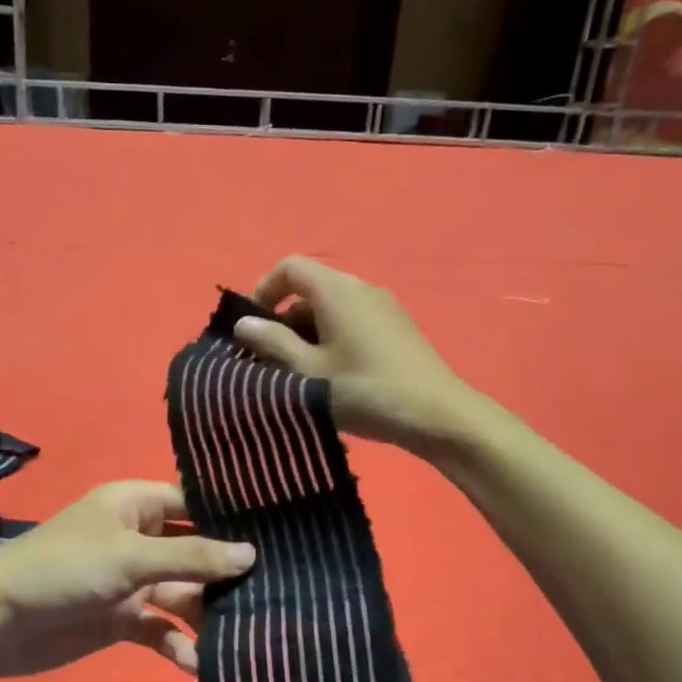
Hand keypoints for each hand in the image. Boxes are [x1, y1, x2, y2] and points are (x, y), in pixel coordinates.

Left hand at [0, 481, 253, 681]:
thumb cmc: (64, 568)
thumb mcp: (131, 556)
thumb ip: (191, 557)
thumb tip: (251, 555)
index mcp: (135, 505)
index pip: (193, 503)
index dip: (230, 518)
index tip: (278, 533)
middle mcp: (137, 539)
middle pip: (194, 552)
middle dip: (225, 574)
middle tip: (274, 592)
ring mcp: (130, 582)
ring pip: (182, 594)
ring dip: (206, 614)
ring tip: (246, 633)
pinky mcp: (121, 620)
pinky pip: (160, 629)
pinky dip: (177, 644)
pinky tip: (197, 664)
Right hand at [232, 256, 477, 452]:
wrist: (437, 415)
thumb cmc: (365, 390)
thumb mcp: (308, 372)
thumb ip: (272, 343)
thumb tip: (244, 323)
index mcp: (336, 290)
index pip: (289, 267)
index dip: (263, 290)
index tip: (251, 326)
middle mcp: (361, 288)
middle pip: (310, 290)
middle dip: (283, 322)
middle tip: (271, 362)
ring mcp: (383, 307)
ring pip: (331, 310)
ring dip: (306, 336)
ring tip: (299, 377)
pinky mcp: (396, 329)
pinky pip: (352, 322)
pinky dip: (331, 341)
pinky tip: (332, 379)